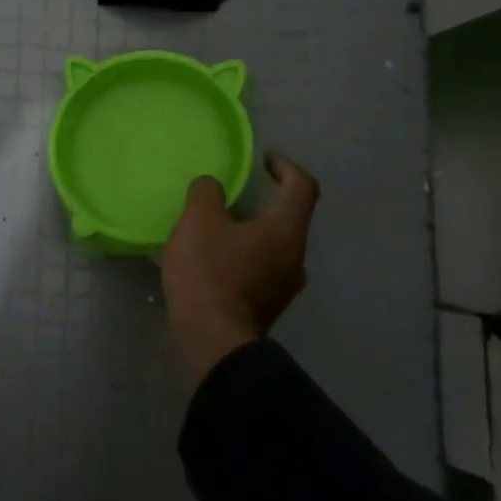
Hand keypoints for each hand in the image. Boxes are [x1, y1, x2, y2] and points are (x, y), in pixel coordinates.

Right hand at [159, 153, 319, 382]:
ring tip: (218, 227)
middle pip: (288, 218)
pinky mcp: (267, 306)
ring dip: (252, 231)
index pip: (302, 187)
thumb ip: (206, 193)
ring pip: (274, 245)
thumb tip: (212, 187)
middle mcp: (294, 257)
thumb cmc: (209, 273)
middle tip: (233, 194)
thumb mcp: (198, 222)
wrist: (212, 341)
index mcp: (285, 230)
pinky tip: (214, 260)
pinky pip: (261, 269)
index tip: (265, 160)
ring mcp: (284, 286)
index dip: (286, 167)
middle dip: (264, 201)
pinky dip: (244, 256)